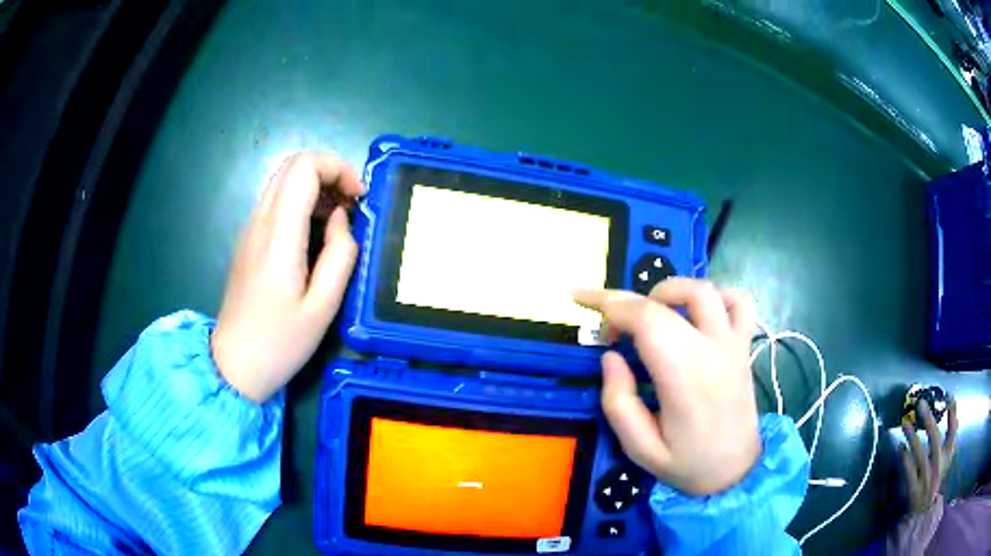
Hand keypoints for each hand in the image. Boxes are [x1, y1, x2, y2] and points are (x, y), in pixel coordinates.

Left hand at [211, 153, 364, 401]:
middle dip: (329, 173)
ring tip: (338, 222)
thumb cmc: (280, 342)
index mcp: (279, 236)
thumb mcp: (324, 307)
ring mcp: (250, 229)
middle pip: (292, 165)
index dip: (337, 168)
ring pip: (283, 181)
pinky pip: (277, 202)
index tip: (358, 199)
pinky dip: (302, 203)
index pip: (303, 167)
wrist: (234, 364)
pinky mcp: (249, 240)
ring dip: (316, 188)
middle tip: (351, 205)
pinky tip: (315, 235)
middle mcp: (260, 222)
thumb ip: (340, 255)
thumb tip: (341, 219)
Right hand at [575, 278, 760, 495]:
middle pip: (666, 301)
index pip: (645, 319)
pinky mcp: (744, 345)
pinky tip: (696, 311)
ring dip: (668, 290)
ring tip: (648, 313)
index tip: (582, 302)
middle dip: (625, 300)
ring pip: (703, 290)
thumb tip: (610, 357)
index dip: (609, 303)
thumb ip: (619, 403)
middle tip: (608, 327)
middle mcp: (713, 350)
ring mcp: (734, 344)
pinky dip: (715, 294)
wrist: (737, 472)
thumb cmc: (687, 464)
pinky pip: (739, 301)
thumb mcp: (640, 450)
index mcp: (685, 377)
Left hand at [900, 398, 957, 512]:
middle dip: (929, 421)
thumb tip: (957, 414)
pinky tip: (900, 448)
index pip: (952, 432)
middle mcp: (937, 465)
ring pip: (920, 456)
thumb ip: (951, 436)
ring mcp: (925, 478)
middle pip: (935, 440)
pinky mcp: (913, 490)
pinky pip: (909, 473)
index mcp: (947, 456)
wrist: (924, 510)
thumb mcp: (947, 458)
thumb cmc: (936, 478)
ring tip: (906, 423)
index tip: (949, 396)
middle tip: (921, 403)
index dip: (952, 415)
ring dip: (913, 439)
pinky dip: (905, 460)